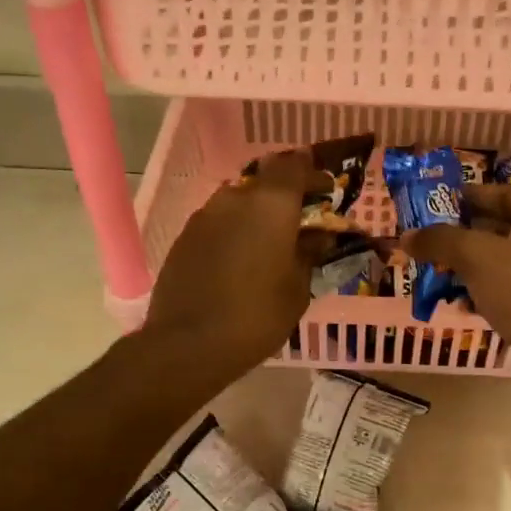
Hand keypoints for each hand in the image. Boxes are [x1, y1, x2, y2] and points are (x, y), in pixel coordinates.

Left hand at [143, 150, 325, 386]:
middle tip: (300, 224)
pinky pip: (219, 225)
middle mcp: (235, 198)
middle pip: (265, 184)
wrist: (188, 344)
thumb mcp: (297, 288)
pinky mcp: (184, 238)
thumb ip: (309, 254)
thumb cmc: (257, 315)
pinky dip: (234, 234)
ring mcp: (204, 216)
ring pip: (239, 204)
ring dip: (257, 218)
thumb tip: (319, 237)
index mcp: (271, 203)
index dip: (313, 174)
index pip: (295, 165)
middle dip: (285, 199)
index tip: (326, 192)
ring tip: (270, 247)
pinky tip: (240, 263)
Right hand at [405, 185, 510, 405]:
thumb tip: (407, 236)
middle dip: (460, 235)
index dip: (465, 197)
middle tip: (426, 241)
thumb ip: (440, 240)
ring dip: (467, 267)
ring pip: (500, 262)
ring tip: (434, 273)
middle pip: (498, 227)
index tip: (431, 204)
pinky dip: (482, 293)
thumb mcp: (476, 256)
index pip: (499, 193)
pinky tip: (459, 305)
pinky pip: (506, 291)